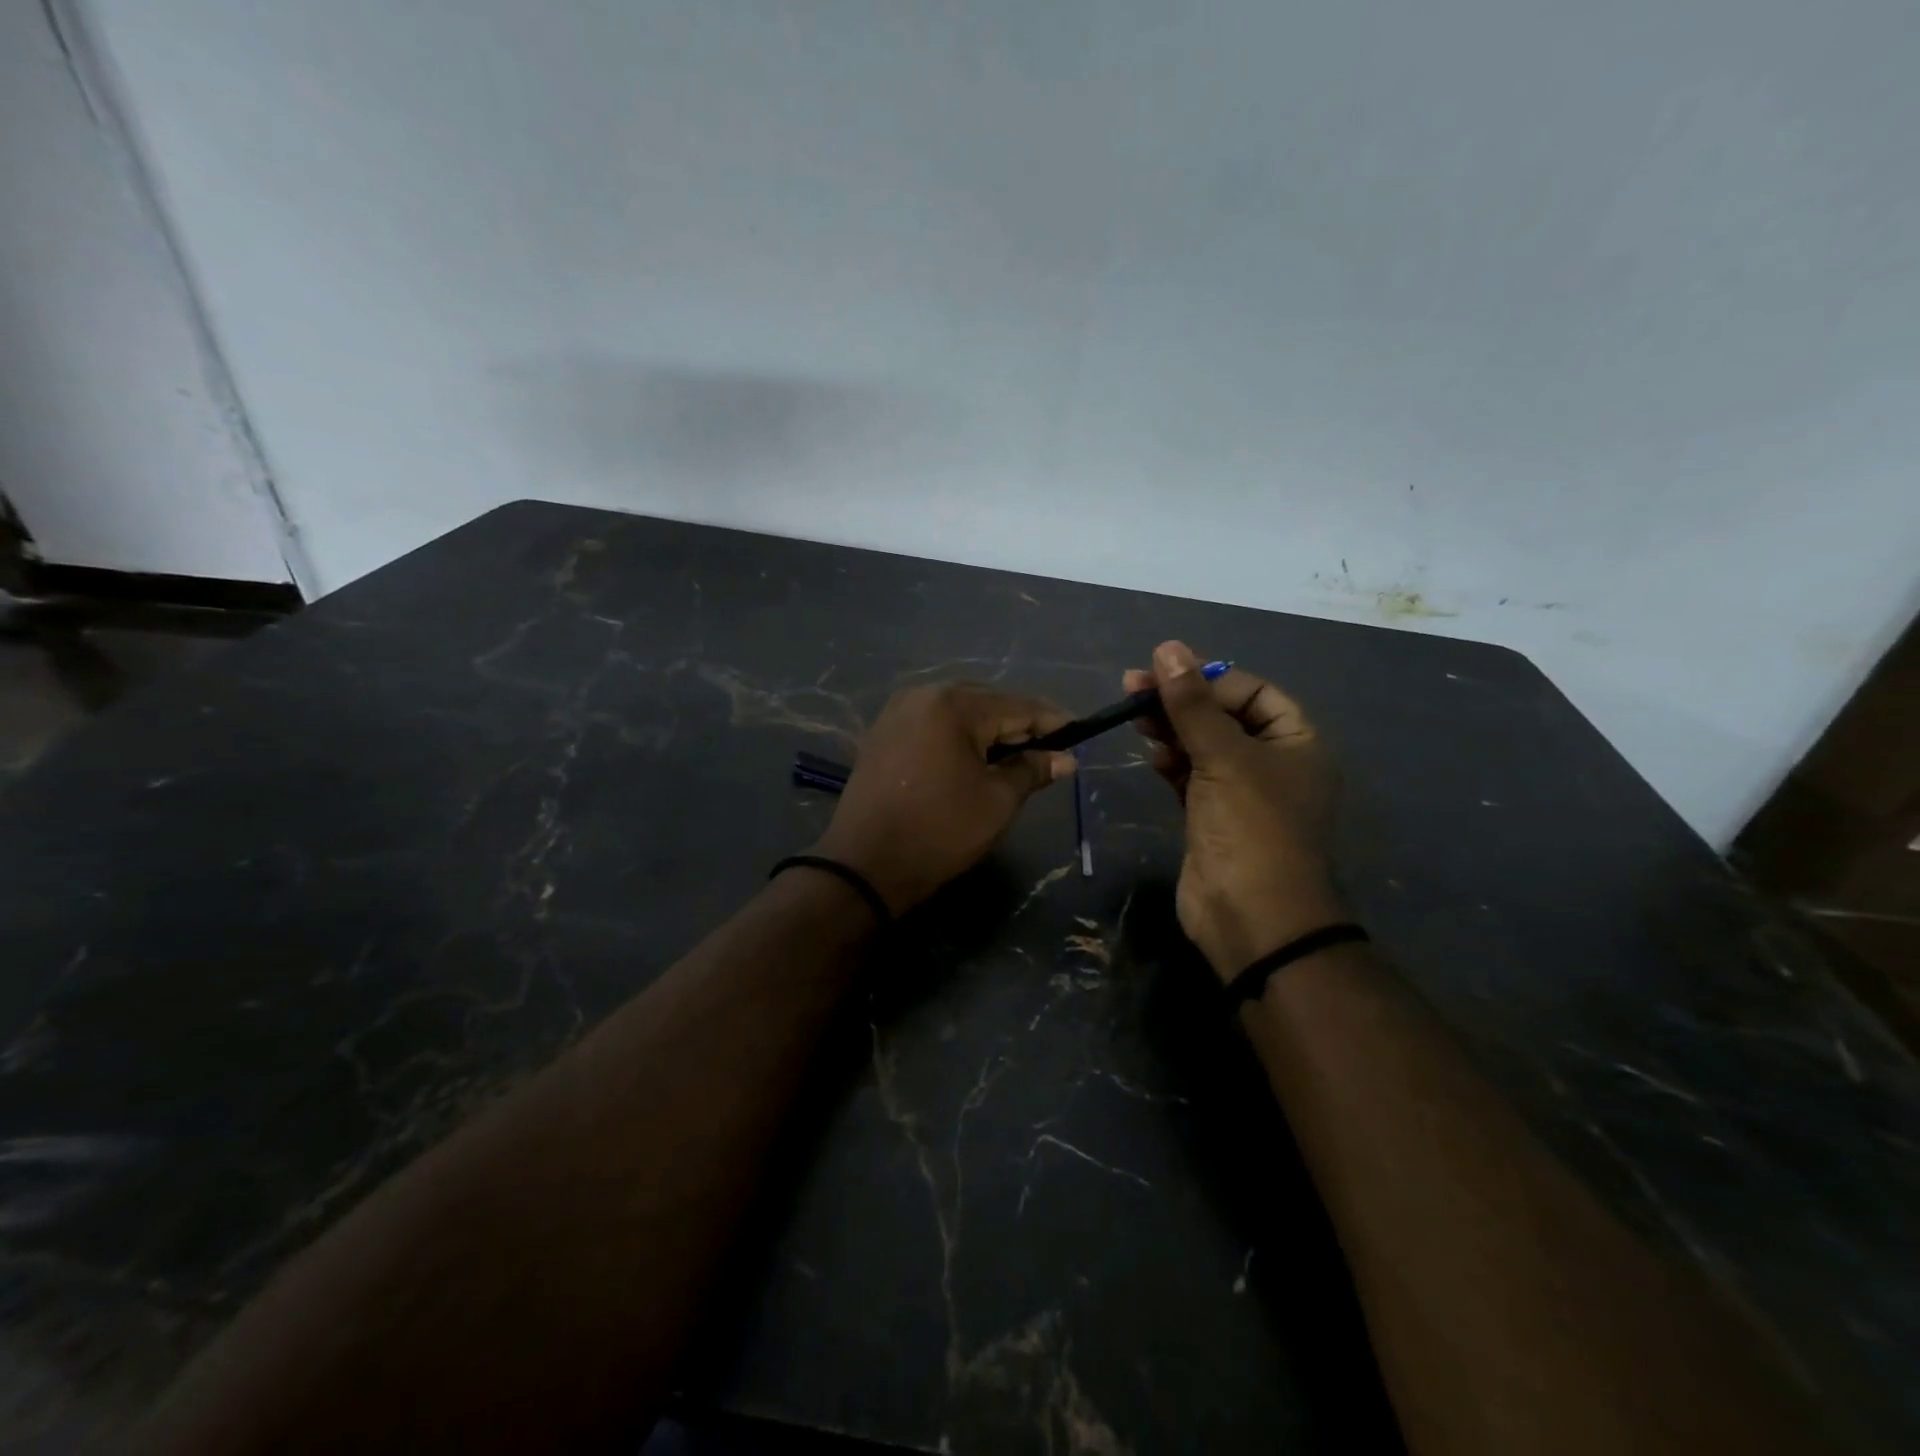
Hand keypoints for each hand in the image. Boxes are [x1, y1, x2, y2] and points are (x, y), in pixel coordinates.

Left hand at [814, 684, 1075, 914]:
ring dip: (988, 730)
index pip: (1016, 706)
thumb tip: (1065, 759)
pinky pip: (933, 724)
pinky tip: (975, 757)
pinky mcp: (882, 733)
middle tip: (1050, 748)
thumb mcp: (997, 801)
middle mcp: (922, 695)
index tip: (1080, 731)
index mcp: (953, 705)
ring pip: (958, 712)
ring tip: (1016, 754)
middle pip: (986, 702)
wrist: (865, 865)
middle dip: (1019, 724)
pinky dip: (958, 737)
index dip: (1051, 720)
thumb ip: (1031, 770)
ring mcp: (897, 712)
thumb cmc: (940, 831)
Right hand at [1124, 641, 1343, 977]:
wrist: (1252, 917)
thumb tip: (1168, 648)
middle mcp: (1273, 763)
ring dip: (1171, 729)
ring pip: (1203, 746)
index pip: (1252, 691)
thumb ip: (1192, 704)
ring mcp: (1242, 793)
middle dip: (1181, 702)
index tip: (1164, 672)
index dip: (1209, 679)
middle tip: (1132, 688)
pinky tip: (1150, 754)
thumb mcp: (1224, 757)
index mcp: (1297, 742)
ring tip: (1135, 718)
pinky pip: (1190, 776)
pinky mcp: (1212, 817)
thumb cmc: (1251, 828)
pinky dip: (1171, 761)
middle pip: (1223, 716)